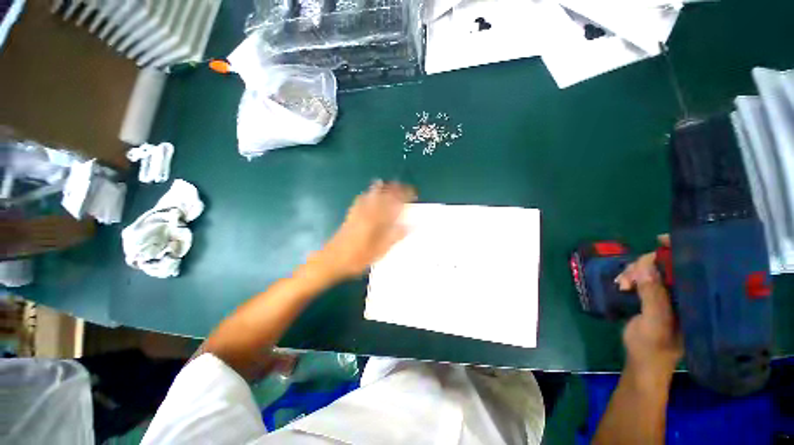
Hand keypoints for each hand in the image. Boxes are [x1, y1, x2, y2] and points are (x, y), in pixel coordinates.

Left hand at [311, 180, 415, 281]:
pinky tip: (368, 194)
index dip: (403, 196)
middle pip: (382, 195)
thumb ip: (394, 237)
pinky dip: (367, 194)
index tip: (413, 193)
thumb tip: (409, 226)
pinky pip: (360, 200)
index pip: (394, 203)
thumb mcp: (379, 251)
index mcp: (376, 220)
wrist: (331, 260)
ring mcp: (357, 213)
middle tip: (402, 186)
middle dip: (393, 188)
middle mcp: (367, 212)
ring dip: (381, 188)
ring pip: (371, 195)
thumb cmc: (357, 258)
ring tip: (388, 184)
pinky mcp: (350, 215)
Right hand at [615, 236, 682, 377]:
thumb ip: (653, 297)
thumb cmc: (652, 348)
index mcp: (694, 300)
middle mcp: (685, 295)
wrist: (642, 364)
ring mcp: (669, 297)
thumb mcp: (654, 323)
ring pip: (653, 271)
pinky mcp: (655, 298)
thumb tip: (646, 266)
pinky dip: (631, 277)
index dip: (679, 251)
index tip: (660, 240)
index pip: (692, 268)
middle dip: (645, 265)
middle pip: (668, 266)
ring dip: (634, 272)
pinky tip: (622, 285)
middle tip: (628, 278)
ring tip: (622, 284)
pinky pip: (643, 278)